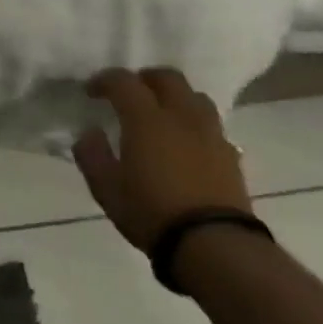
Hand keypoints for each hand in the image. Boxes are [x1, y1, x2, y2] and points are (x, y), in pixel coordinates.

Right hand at [73, 68, 250, 251]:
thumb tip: (90, 133)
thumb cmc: (151, 212)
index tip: (91, 92)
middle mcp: (181, 117)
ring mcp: (211, 135)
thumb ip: (92, 154)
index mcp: (146, 119)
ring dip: (175, 97)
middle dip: (145, 79)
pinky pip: (211, 125)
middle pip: (168, 78)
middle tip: (129, 93)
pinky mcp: (231, 156)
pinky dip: (194, 124)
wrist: (214, 245)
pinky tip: (185, 144)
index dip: (104, 80)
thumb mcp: (105, 188)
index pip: (124, 82)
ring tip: (161, 115)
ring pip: (196, 97)